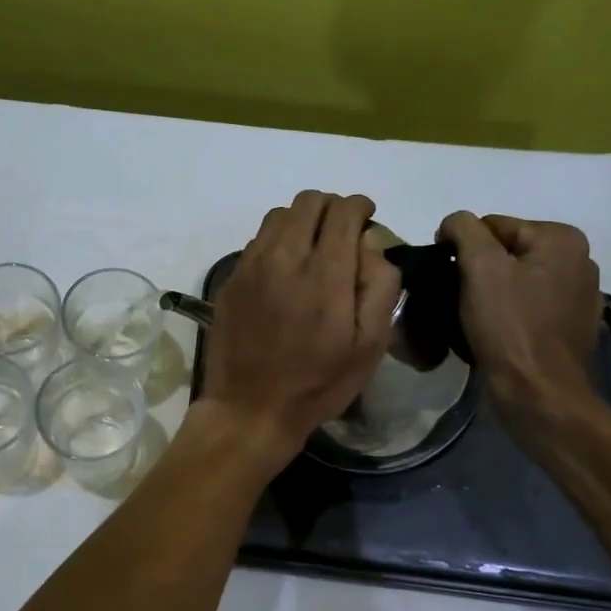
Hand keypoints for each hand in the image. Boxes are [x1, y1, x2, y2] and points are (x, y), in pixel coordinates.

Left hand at [195, 191, 400, 474]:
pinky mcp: (230, 279)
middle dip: (332, 208)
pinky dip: (276, 241)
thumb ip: (379, 286)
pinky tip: (283, 270)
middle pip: (309, 201)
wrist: (250, 409)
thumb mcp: (369, 345)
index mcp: (325, 273)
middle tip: (341, 234)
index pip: (344, 210)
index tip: (367, 220)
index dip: (360, 208)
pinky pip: (257, 240)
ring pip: (279, 215)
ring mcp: (251, 266)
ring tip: (311, 249)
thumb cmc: (318, 383)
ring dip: (302, 221)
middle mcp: (285, 258)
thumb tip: (372, 244)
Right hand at [439, 212, 601, 426]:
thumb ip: (463, 229)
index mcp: (562, 239)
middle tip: (457, 298)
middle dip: (477, 271)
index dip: (461, 248)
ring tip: (471, 317)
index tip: (446, 277)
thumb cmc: (508, 326)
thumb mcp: (479, 266)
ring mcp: (578, 296)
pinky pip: (526, 307)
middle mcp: (578, 260)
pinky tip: (494, 333)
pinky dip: (507, 314)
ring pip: (514, 280)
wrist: (538, 393)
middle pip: (504, 252)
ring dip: (489, 293)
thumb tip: (453, 224)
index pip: (491, 225)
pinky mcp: (570, 327)